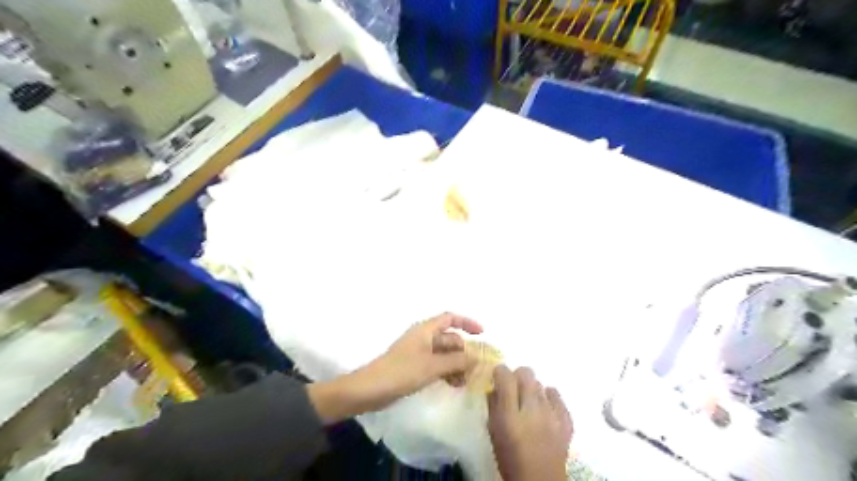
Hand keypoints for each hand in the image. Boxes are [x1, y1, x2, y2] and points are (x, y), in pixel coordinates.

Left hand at [308, 313, 480, 422]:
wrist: (370, 389)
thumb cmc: (402, 372)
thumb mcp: (433, 366)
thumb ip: (457, 361)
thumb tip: (478, 357)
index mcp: (426, 330)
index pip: (450, 318)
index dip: (467, 323)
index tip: (482, 334)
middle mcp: (423, 337)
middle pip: (449, 338)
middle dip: (463, 351)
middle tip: (476, 368)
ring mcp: (418, 352)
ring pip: (443, 353)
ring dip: (456, 364)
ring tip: (465, 381)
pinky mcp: (413, 366)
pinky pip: (436, 364)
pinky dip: (446, 371)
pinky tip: (454, 384)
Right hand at [493, 365, 570, 479]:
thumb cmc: (510, 458)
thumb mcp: (493, 432)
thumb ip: (493, 406)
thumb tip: (495, 387)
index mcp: (510, 415)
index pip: (505, 375)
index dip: (500, 372)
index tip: (497, 378)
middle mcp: (532, 409)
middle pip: (526, 373)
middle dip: (517, 376)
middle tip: (513, 389)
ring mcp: (552, 414)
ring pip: (540, 383)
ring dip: (531, 389)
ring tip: (528, 403)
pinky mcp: (566, 421)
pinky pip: (557, 396)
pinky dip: (549, 397)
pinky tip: (545, 406)